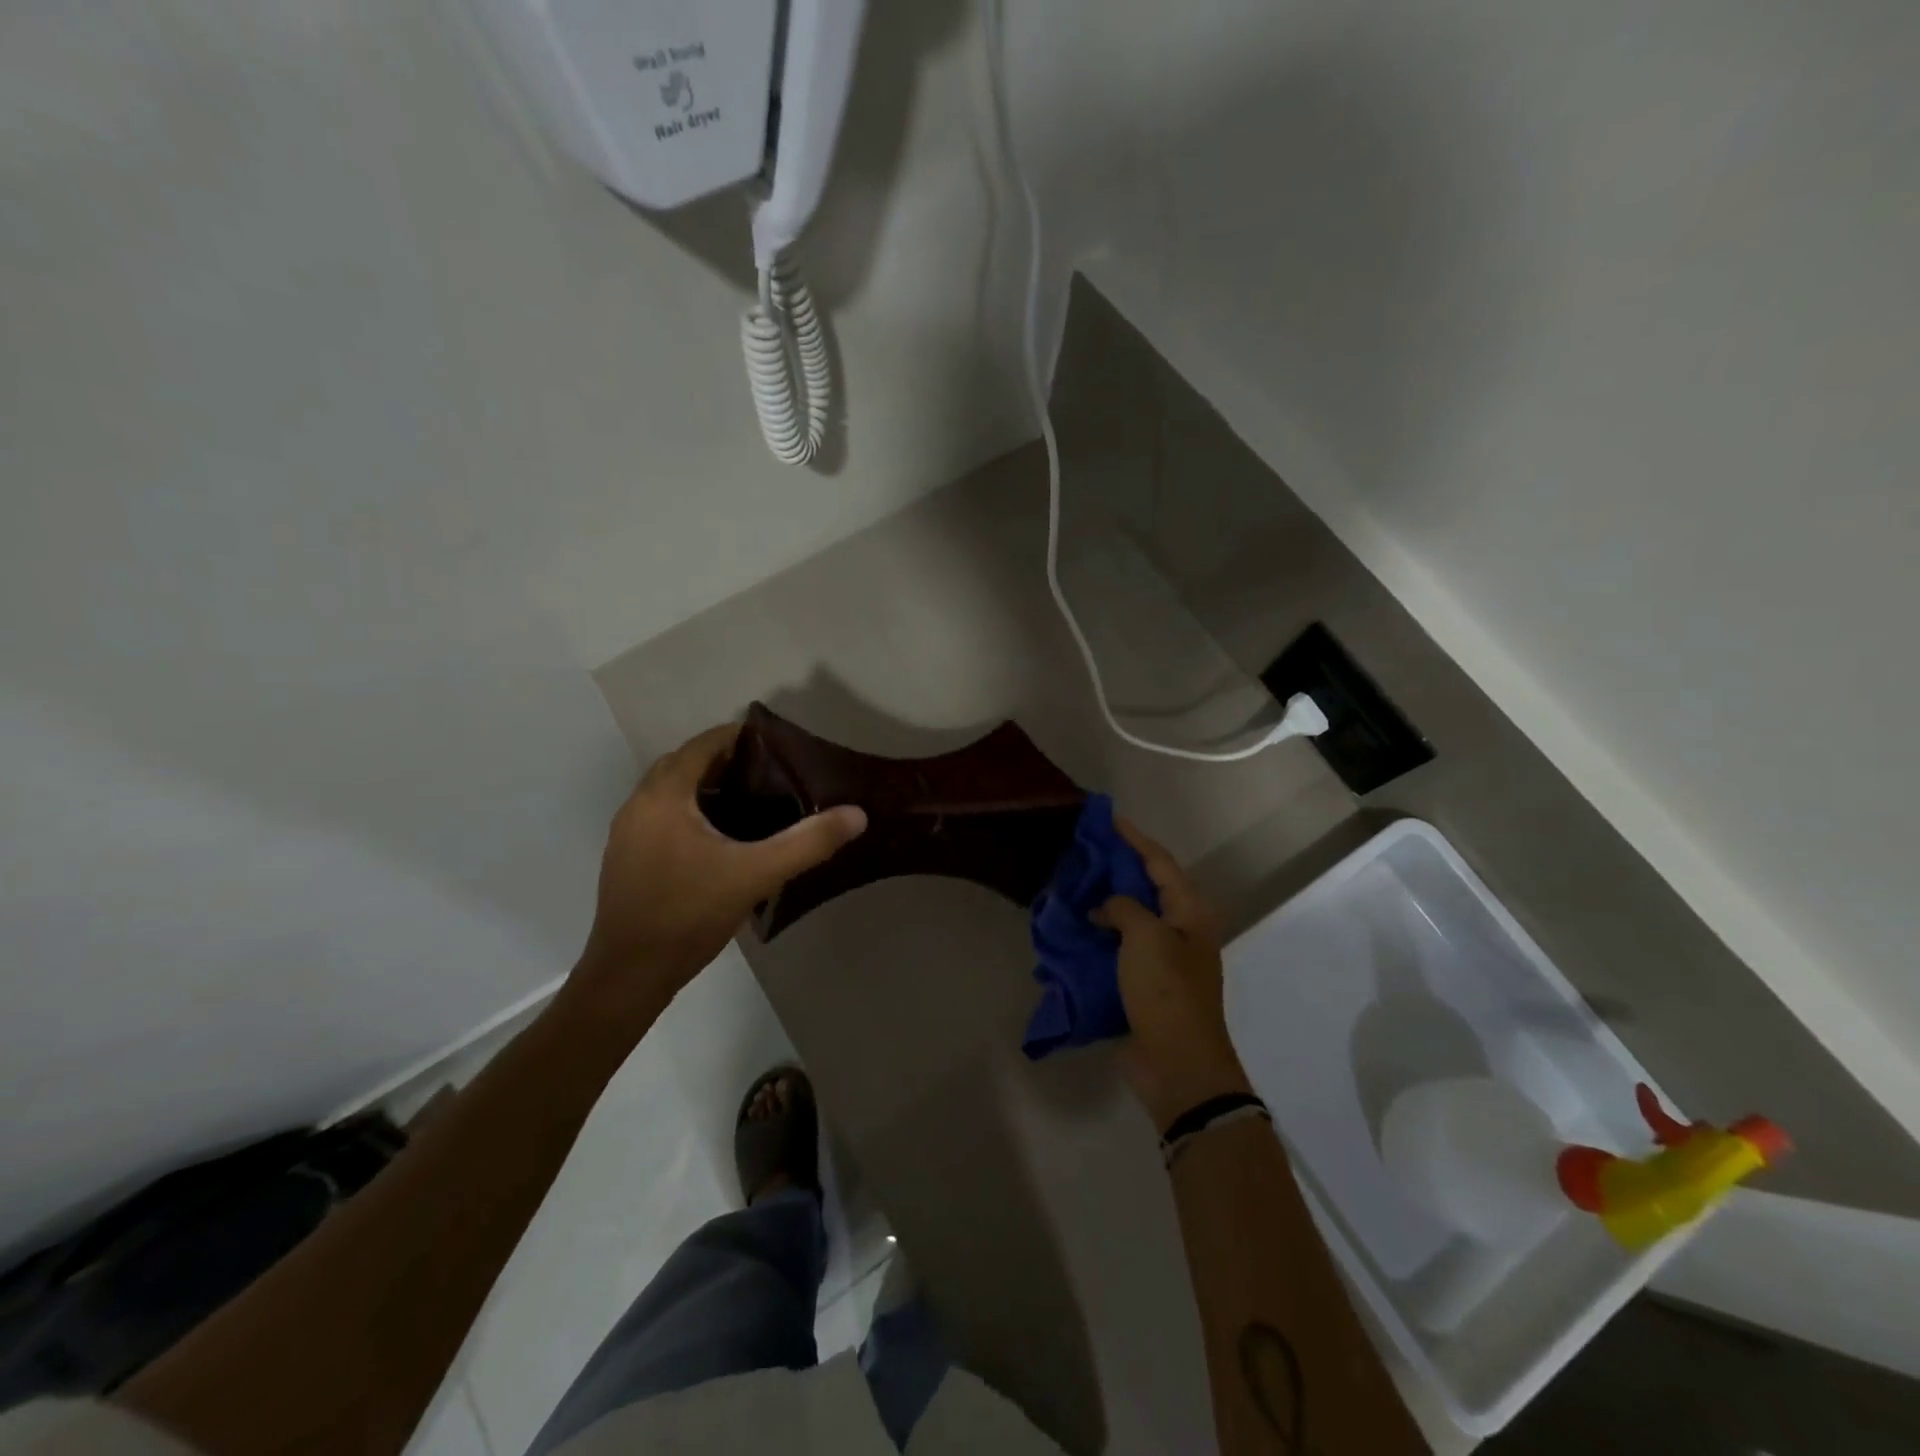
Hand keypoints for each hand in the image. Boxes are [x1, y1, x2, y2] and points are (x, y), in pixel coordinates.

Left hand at [572, 723, 866, 1013]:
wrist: (630, 975)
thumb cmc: (689, 915)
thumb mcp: (756, 875)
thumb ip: (808, 843)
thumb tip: (857, 815)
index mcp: (664, 796)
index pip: (702, 745)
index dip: (739, 737)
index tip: (777, 745)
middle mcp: (638, 805)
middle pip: (684, 764)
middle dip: (724, 761)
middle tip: (769, 774)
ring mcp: (627, 834)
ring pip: (670, 792)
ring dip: (705, 787)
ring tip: (751, 801)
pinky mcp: (626, 859)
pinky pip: (662, 816)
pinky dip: (690, 811)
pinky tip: (719, 839)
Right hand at [1102, 819, 1254, 1131]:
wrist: (1177, 1066)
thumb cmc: (1167, 992)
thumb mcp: (1146, 938)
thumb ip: (1123, 908)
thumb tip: (1105, 909)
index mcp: (1189, 913)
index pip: (1160, 862)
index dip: (1134, 838)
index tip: (1107, 817)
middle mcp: (1179, 930)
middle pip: (1145, 887)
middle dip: (1115, 868)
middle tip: (1081, 851)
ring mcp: (1161, 959)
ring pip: (1128, 918)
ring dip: (1103, 903)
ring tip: (1071, 885)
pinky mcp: (1143, 985)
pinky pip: (1117, 949)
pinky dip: (1097, 936)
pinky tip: (1072, 929)